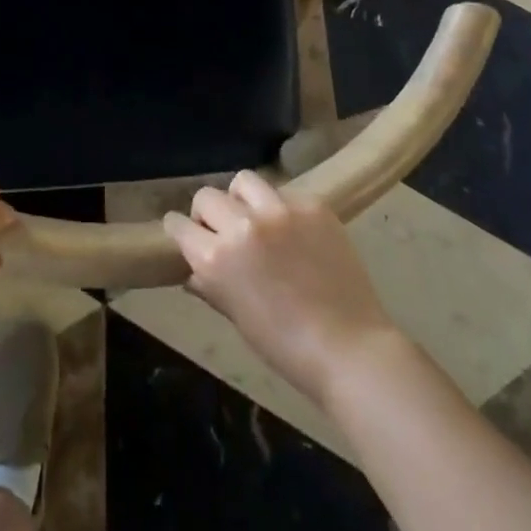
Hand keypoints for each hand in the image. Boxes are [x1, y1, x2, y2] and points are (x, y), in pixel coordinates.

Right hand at [164, 170, 401, 406]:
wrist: (350, 349)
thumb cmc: (286, 347)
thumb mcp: (238, 318)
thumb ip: (211, 286)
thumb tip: (193, 271)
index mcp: (216, 258)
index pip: (179, 225)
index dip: (179, 230)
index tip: (186, 234)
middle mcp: (242, 225)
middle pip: (207, 196)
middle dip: (207, 213)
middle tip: (223, 231)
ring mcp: (279, 211)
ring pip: (244, 182)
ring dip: (242, 199)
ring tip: (257, 219)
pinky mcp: (312, 205)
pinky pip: (284, 193)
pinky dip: (281, 208)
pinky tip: (294, 232)